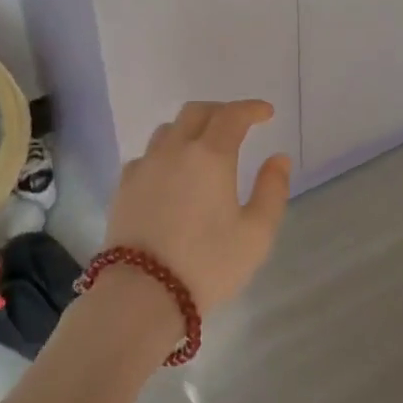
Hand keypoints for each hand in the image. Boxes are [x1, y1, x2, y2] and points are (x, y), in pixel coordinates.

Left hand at [106, 100, 291, 317]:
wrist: (142, 293)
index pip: (232, 115)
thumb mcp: (256, 233)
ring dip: (190, 128)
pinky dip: (165, 153)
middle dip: (221, 111)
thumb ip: (272, 190)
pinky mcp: (124, 186)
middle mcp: (175, 150)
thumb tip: (278, 158)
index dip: (251, 109)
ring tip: (203, 146)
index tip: (266, 113)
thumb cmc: (207, 264)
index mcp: (210, 155)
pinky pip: (147, 155)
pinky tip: (171, 173)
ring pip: (168, 130)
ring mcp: (144, 166)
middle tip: (237, 124)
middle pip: (196, 112)